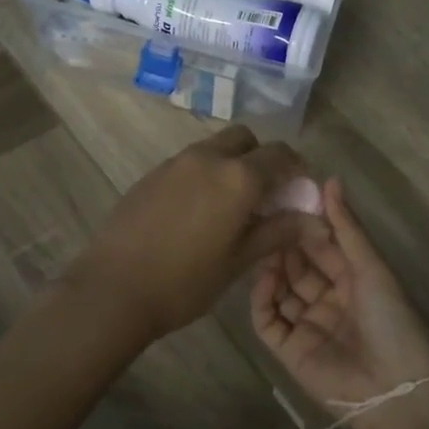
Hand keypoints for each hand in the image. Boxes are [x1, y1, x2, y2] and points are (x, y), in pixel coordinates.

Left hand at [69, 126, 322, 343]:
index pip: (281, 155)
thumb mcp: (239, 260)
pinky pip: (189, 162)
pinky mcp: (152, 173)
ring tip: (229, 206)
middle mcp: (209, 158)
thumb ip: (278, 232)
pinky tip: (197, 211)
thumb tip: (315, 220)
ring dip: (231, 164)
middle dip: (261, 157)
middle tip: (264, 194)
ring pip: (215, 147)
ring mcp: (176, 162)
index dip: (296, 169)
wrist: (114, 289)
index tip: (298, 191)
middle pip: (246, 139)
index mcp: (238, 177)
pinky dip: (204, 174)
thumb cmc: (185, 281)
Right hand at [250, 177, 428, 428]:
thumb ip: (347, 227)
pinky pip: (268, 320)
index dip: (305, 225)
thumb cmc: (391, 319)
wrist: (394, 387)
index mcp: (354, 280)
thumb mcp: (372, 267)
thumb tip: (330, 179)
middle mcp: (329, 300)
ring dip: (271, 267)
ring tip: (260, 243)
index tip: (285, 200)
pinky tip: (263, 277)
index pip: (322, 246)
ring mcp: (307, 325)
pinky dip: (262, 298)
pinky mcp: (289, 350)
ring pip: (280, 289)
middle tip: (264, 219)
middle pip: (298, 266)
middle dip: (284, 243)